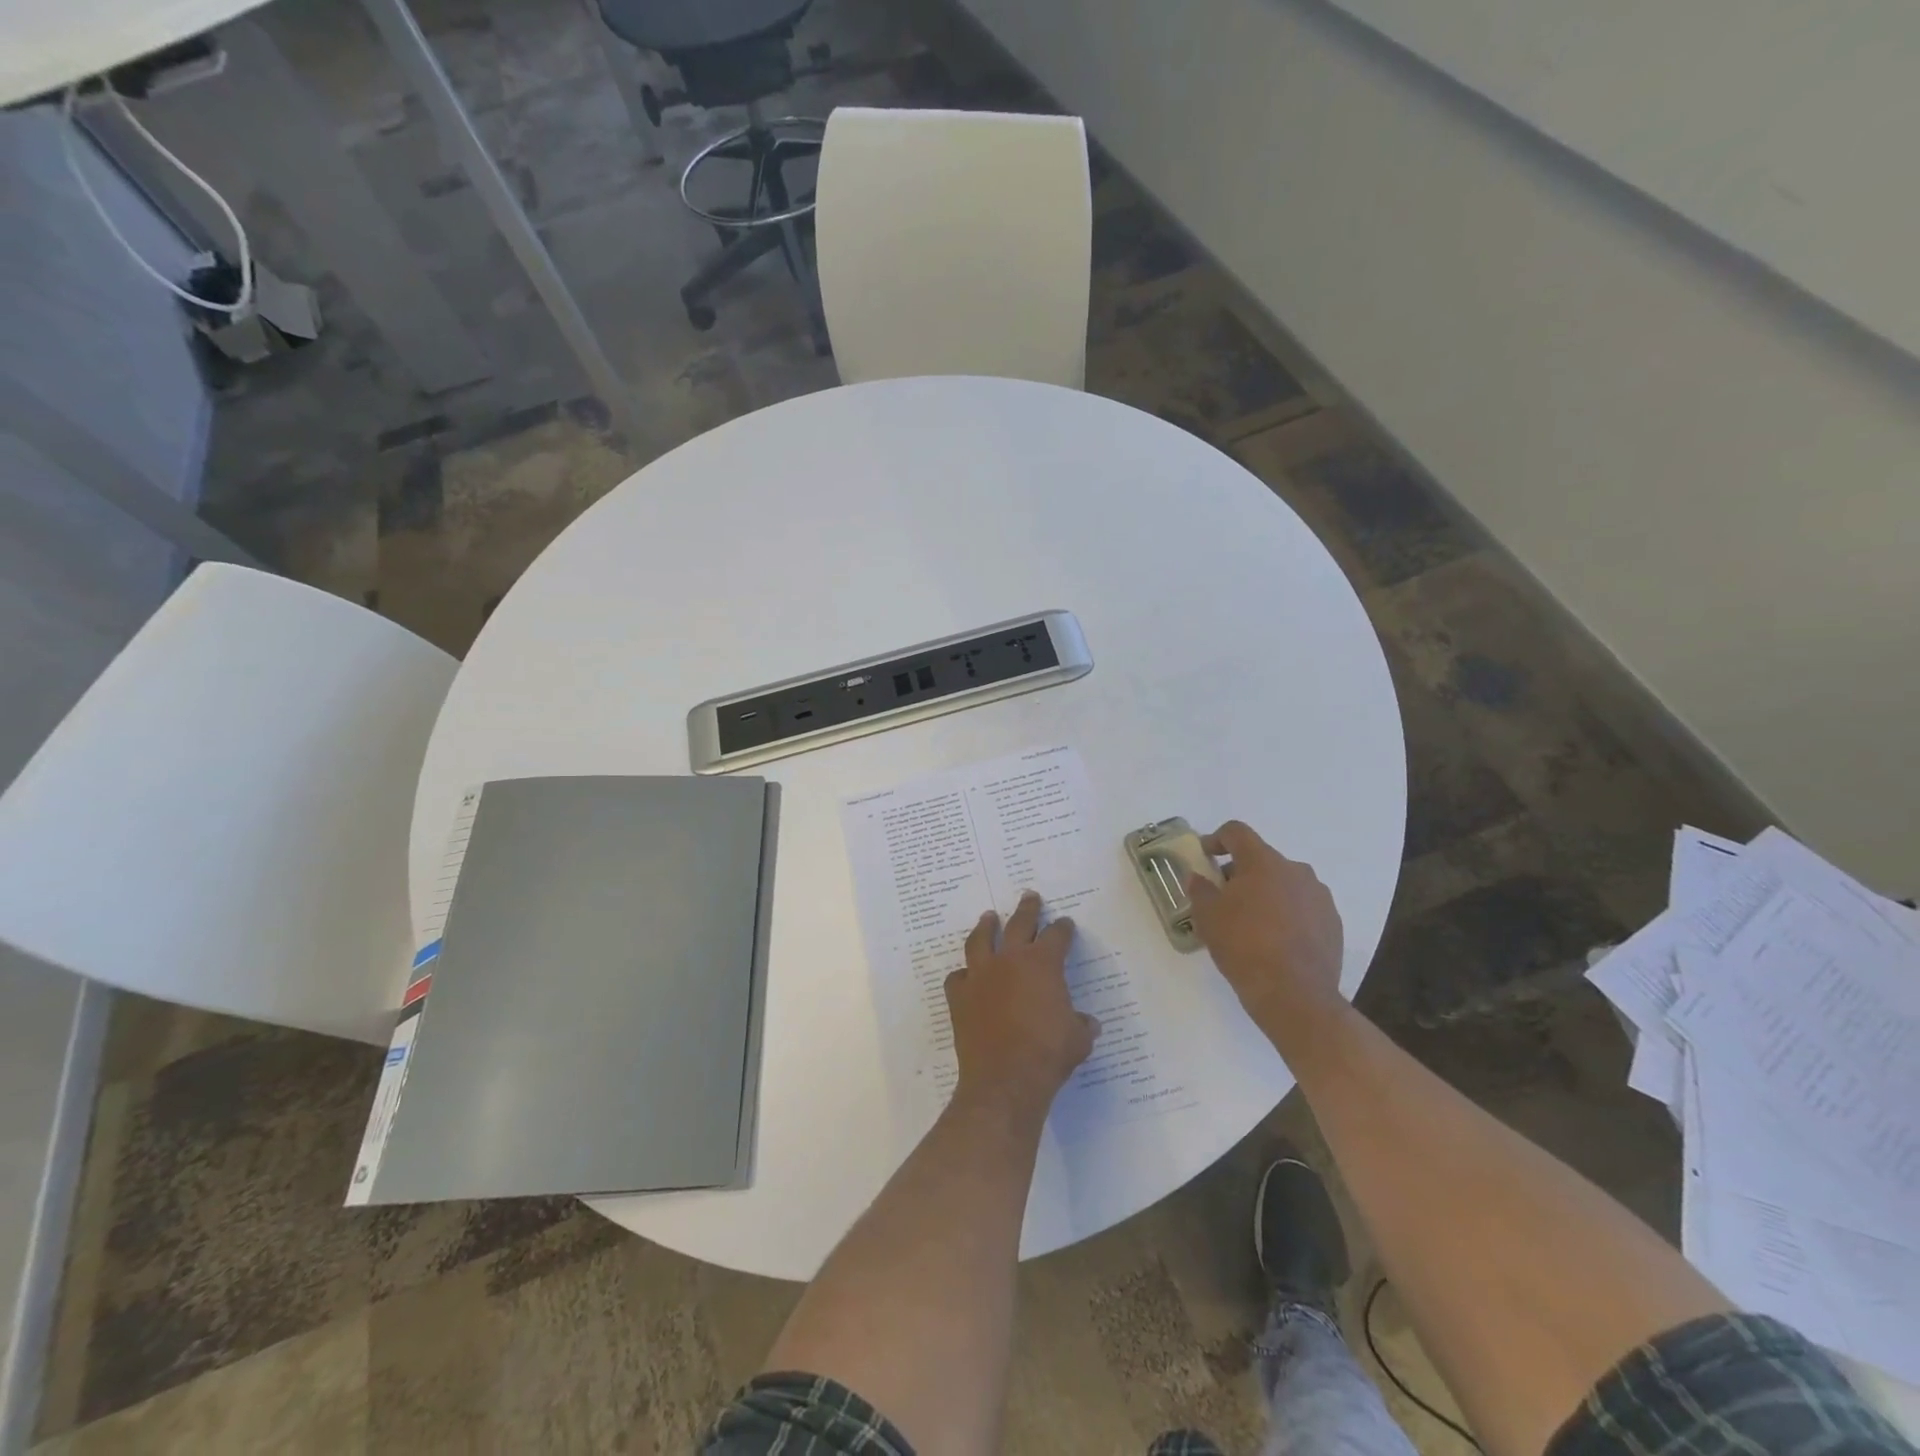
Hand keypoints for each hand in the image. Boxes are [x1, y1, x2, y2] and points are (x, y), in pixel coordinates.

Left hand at [946, 892, 1099, 1117]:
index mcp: (1042, 964)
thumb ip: (1081, 1025)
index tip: (1066, 924)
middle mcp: (1010, 960)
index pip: (1056, 936)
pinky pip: (958, 977)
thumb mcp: (1078, 1039)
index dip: (1063, 928)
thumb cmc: (1048, 1054)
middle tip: (1030, 896)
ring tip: (988, 917)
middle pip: (1019, 924)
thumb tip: (1087, 1023)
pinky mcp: (959, 996)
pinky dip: (963, 975)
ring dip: (986, 927)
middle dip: (1027, 909)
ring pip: (981, 940)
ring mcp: (980, 975)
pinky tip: (966, 976)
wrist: (1005, 1079)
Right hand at [1185, 821, 1345, 1031]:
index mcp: (1263, 862)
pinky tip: (1276, 940)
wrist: (1295, 995)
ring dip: (1266, 893)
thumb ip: (1200, 890)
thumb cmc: (1243, 946)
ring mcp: (1319, 896)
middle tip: (1224, 898)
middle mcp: (1295, 870)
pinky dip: (1287, 914)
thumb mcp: (1207, 917)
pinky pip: (1303, 907)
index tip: (1205, 855)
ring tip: (1251, 923)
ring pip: (1285, 883)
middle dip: (1241, 873)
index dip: (1217, 839)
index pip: (1237, 832)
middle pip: (1262, 859)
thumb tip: (1197, 878)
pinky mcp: (1333, 923)